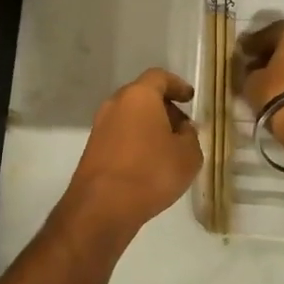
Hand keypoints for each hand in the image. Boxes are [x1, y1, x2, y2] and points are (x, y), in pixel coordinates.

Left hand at [59, 69, 202, 250]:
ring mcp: (100, 126)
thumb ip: (190, 136)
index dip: (177, 85)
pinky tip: (149, 163)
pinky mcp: (93, 148)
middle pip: (143, 96)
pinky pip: (120, 135)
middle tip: (182, 128)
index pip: (159, 77)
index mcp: (139, 96)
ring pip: (130, 116)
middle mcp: (115, 104)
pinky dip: (136, 141)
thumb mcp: (188, 155)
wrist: (102, 206)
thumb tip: (182, 129)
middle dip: (164, 108)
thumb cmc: (151, 172)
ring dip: (149, 126)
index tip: (190, 98)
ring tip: (168, 149)